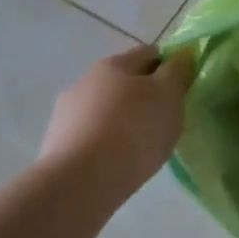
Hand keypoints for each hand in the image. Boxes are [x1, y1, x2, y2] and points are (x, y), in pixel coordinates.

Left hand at [39, 45, 193, 204]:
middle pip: (125, 81)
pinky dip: (105, 143)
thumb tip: (181, 55)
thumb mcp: (169, 95)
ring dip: (123, 120)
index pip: (150, 53)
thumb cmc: (133, 130)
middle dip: (145, 96)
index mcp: (114, 64)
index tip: (182, 90)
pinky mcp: (55, 146)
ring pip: (106, 110)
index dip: (170, 67)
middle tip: (165, 120)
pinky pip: (91, 136)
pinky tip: (117, 163)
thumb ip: (178, 71)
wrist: (80, 183)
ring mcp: (65, 114)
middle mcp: (85, 81)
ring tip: (141, 147)